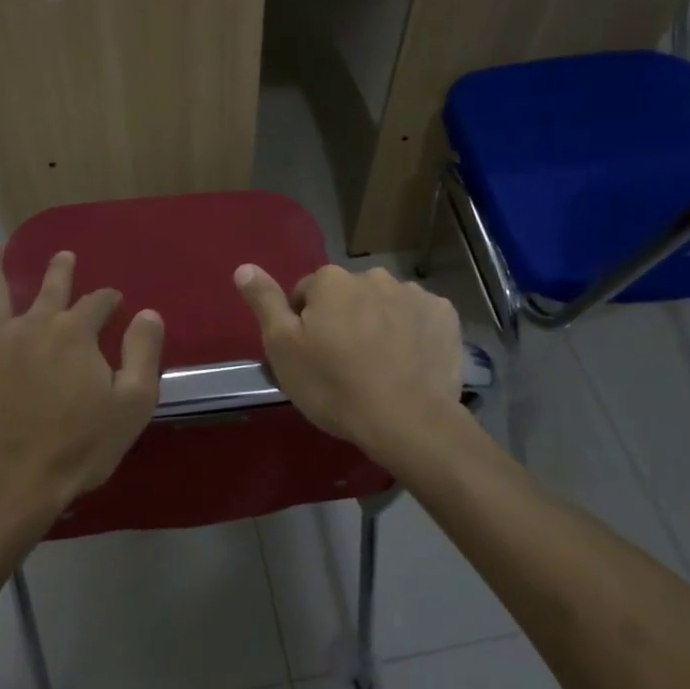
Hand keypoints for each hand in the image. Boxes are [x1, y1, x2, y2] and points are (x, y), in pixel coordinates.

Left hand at [0, 240, 163, 517]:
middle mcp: (32, 324)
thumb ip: (143, 353)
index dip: (109, 300)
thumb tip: (148, 312)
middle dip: (60, 271)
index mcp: (75, 333)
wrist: (12, 484)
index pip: (98, 303)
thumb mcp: (132, 404)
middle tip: (64, 256)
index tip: (115, 304)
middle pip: (49, 288)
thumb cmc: (78, 448)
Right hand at [235, 263, 462, 455]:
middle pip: (348, 296)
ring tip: (380, 366)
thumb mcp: (283, 348)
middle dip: (343, 320)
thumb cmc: (334, 385)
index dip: (304, 325)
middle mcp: (373, 276)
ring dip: (378, 324)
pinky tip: (409, 363)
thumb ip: (265, 302)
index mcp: (332, 280)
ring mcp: (414, 294)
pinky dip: (412, 333)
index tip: (311, 356)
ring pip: (384, 305)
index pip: (306, 294)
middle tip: (344, 363)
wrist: (407, 420)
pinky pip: (419, 318)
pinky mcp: (445, 316)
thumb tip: (244, 267)